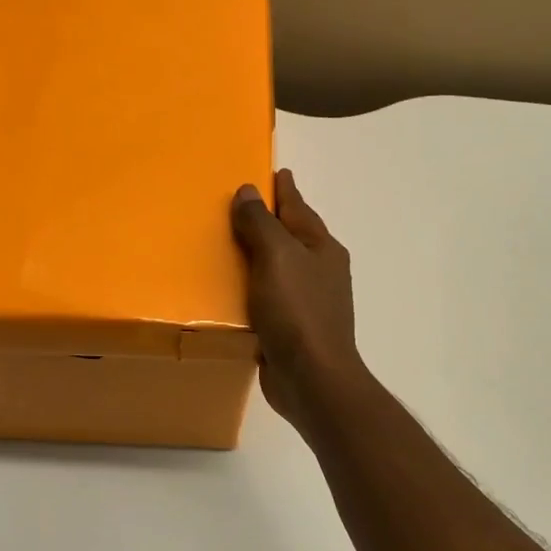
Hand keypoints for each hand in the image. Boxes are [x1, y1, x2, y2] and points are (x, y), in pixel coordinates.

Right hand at [230, 168, 364, 428]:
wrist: (312, 379)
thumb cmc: (297, 311)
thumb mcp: (276, 257)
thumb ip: (260, 224)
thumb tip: (248, 191)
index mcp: (321, 248)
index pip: (298, 208)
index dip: (284, 189)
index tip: (275, 171)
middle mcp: (319, 271)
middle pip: (290, 236)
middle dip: (271, 221)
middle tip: (240, 204)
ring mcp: (307, 302)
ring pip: (278, 268)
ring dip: (258, 255)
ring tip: (228, 244)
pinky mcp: (292, 328)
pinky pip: (267, 297)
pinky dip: (252, 287)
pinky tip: (232, 290)